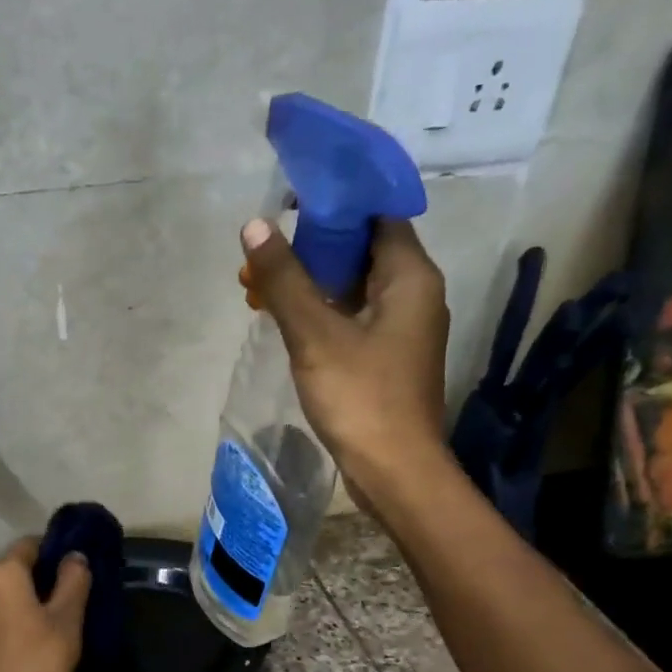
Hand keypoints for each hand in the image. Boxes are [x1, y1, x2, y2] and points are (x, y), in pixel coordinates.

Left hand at [0, 538, 91, 671]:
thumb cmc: (37, 661)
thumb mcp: (67, 619)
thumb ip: (73, 581)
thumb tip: (74, 555)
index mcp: (4, 574)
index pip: (29, 545)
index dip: (52, 552)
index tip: (73, 570)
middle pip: (13, 571)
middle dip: (38, 580)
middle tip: (67, 602)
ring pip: (1, 598)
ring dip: (21, 604)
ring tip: (46, 627)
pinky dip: (7, 624)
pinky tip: (23, 647)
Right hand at [239, 217, 451, 504]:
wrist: (394, 471)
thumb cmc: (361, 398)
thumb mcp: (315, 336)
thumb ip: (285, 280)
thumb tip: (255, 226)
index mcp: (410, 276)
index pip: (377, 214)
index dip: (335, 203)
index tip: (291, 201)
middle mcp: (415, 294)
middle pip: (365, 249)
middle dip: (315, 245)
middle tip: (268, 247)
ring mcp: (403, 329)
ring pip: (357, 286)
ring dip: (315, 281)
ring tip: (266, 281)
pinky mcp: (389, 359)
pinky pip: (355, 318)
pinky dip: (324, 312)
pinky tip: (289, 319)